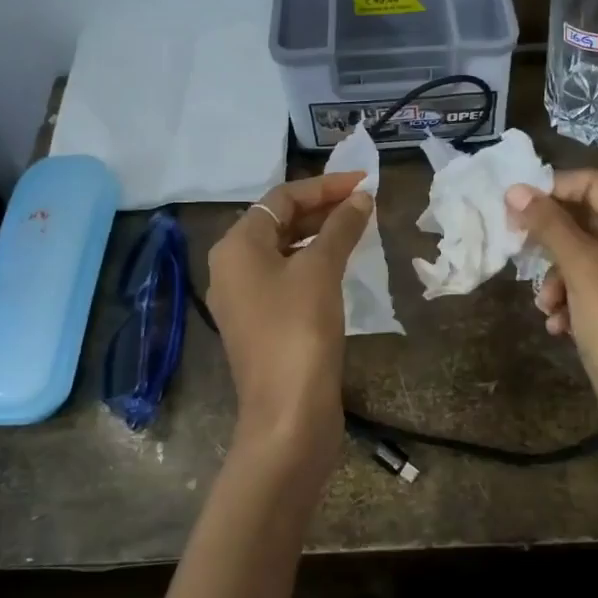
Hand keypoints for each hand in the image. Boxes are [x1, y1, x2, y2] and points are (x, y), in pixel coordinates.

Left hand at [205, 171, 371, 481]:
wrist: (288, 414)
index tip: (364, 183)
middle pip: (279, 222)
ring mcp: (245, 299)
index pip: (281, 199)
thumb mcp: (321, 270)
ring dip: (320, 236)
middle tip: (365, 203)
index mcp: (236, 247)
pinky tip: (342, 267)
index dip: (324, 186)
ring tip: (359, 229)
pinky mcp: (262, 325)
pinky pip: (287, 278)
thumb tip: (362, 198)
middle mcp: (231, 268)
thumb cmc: (299, 330)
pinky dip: (314, 264)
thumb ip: (341, 228)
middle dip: (322, 209)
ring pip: (284, 251)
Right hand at [506, 171, 597, 470]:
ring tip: (545, 306)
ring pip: (589, 256)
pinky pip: (597, 286)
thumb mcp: (582, 271)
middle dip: (554, 242)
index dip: (552, 190)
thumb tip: (515, 189)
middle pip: (591, 220)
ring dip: (559, 277)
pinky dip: (574, 299)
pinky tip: (559, 326)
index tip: (512, 207)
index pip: (595, 184)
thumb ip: (549, 225)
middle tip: (518, 251)